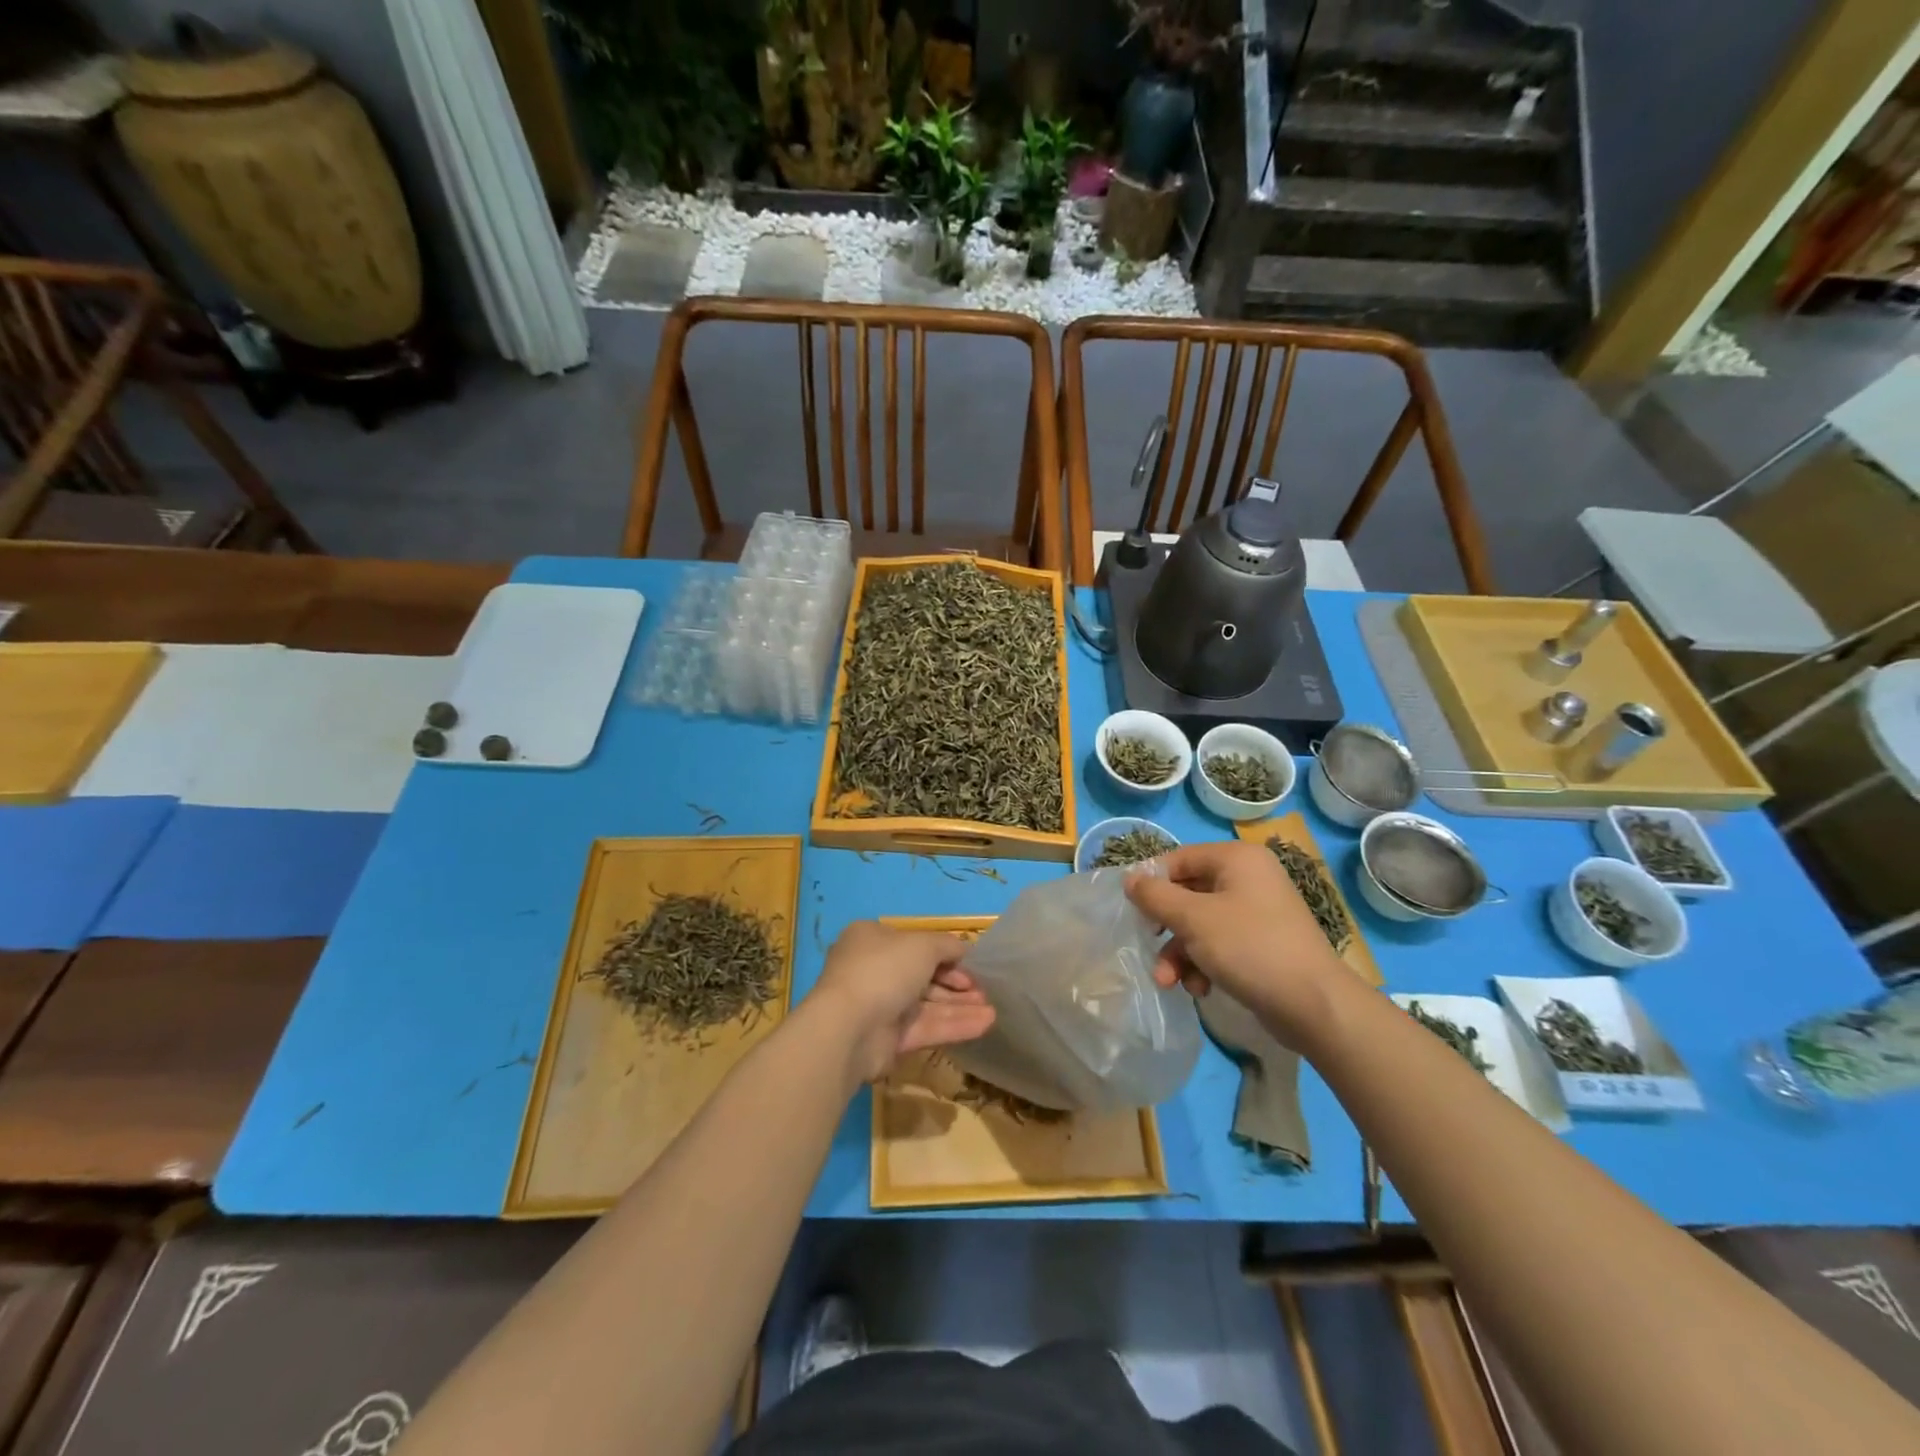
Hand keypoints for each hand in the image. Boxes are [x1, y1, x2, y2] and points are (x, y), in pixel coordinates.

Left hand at [809, 921, 995, 1081]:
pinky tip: (984, 1025)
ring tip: (993, 1012)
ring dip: (960, 1007)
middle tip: (984, 991)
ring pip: (927, 1005)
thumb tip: (963, 949)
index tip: (971, 964)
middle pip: (923, 976)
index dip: (946, 954)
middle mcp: (874, 971)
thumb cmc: (884, 969)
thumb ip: (947, 945)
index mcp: (872, 940)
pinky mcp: (888, 1040)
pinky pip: (925, 1028)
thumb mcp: (923, 945)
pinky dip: (953, 1025)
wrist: (850, 1026)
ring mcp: (880, 1007)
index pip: (915, 945)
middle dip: (956, 984)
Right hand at [1125, 840, 1350, 1045]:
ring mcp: (1259, 912)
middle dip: (1166, 929)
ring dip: (1181, 953)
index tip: (1131, 911)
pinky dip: (1205, 963)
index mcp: (1237, 859)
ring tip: (1170, 981)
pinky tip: (1200, 988)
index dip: (1152, 882)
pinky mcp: (1264, 943)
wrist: (1316, 1005)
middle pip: (1188, 894)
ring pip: (1201, 924)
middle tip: (1148, 948)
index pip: (1179, 859)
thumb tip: (1129, 878)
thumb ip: (1155, 896)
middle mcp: (1249, 878)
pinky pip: (1221, 943)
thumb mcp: (1193, 919)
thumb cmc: (1250, 948)